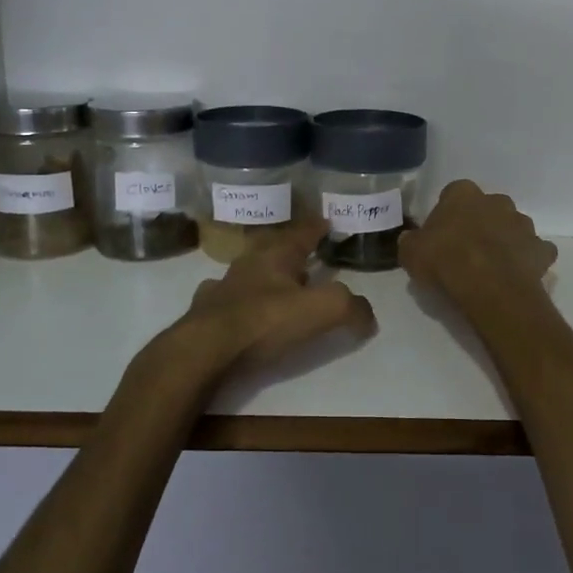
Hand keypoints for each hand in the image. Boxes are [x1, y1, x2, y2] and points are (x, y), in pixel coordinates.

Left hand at [156, 218, 377, 381]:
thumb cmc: (265, 321)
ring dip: (263, 275)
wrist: (204, 350)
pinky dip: (236, 299)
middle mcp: (247, 264)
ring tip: (277, 285)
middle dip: (290, 250)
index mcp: (276, 255)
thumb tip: (368, 315)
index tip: (327, 221)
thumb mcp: (322, 310)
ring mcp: (222, 287)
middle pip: (272, 249)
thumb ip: (350, 307)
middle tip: (306, 257)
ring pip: (247, 272)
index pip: (302, 232)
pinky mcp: (204, 313)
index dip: (317, 227)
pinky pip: (224, 299)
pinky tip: (237, 307)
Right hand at [399, 181, 556, 306]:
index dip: (447, 214)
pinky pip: (535, 251)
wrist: (488, 287)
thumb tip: (411, 240)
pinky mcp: (541, 249)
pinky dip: (528, 260)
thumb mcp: (411, 253)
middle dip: (480, 223)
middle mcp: (497, 201)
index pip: (454, 194)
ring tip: (492, 266)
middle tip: (467, 250)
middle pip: (488, 208)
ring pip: (513, 227)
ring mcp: (523, 224)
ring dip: (505, 240)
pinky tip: (517, 275)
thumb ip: (412, 242)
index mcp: (464, 194)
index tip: (441, 234)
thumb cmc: (445, 261)